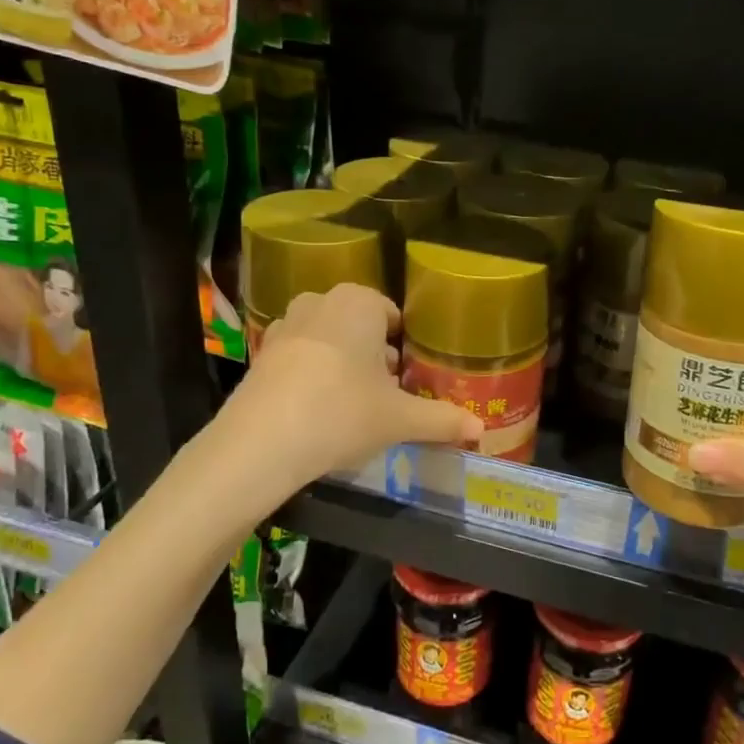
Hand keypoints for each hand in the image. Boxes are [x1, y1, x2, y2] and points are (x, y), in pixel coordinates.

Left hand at [235, 284, 481, 481]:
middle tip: (387, 397)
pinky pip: (300, 356)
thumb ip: (443, 420)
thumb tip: (481, 428)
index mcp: (361, 302)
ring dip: (343, 364)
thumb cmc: (343, 413)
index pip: (394, 317)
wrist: (261, 442)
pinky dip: (312, 374)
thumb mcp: (400, 419)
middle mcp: (322, 301)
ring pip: (329, 340)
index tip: (410, 380)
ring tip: (354, 405)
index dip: (405, 349)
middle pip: (361, 327)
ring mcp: (287, 324)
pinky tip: (317, 410)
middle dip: (375, 357)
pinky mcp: (262, 352)